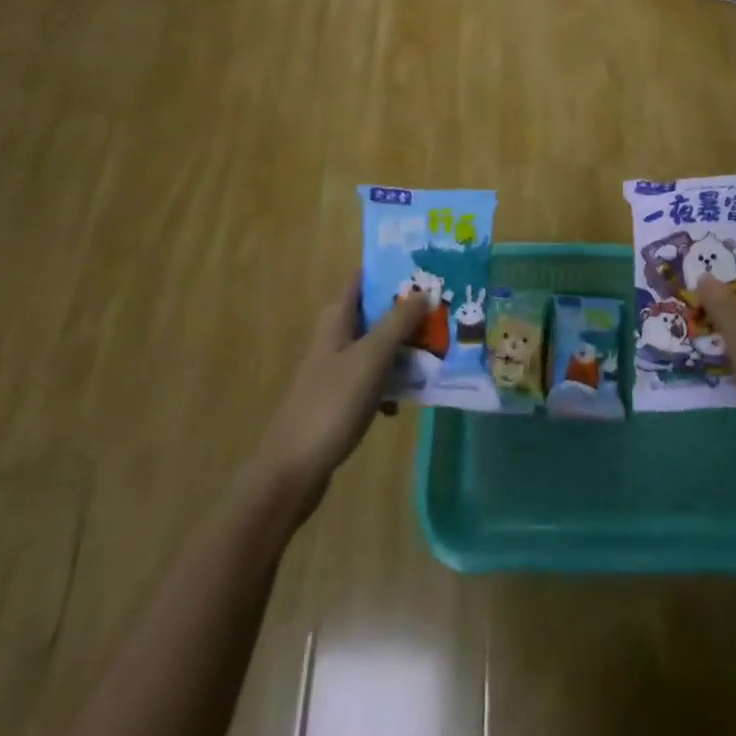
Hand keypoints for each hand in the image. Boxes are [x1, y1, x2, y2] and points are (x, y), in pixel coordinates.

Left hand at [252, 276, 424, 521]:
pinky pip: (374, 379)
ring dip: (403, 348)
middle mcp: (335, 338)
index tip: (425, 264)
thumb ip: (398, 322)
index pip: (363, 279)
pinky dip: (391, 383)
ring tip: (438, 348)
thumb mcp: (371, 357)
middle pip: (375, 312)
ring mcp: (336, 370)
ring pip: (377, 347)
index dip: (390, 269)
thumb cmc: (332, 403)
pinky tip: (407, 400)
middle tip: (443, 307)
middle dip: (407, 310)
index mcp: (337, 320)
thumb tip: (423, 289)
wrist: (292, 471)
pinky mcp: (340, 400)